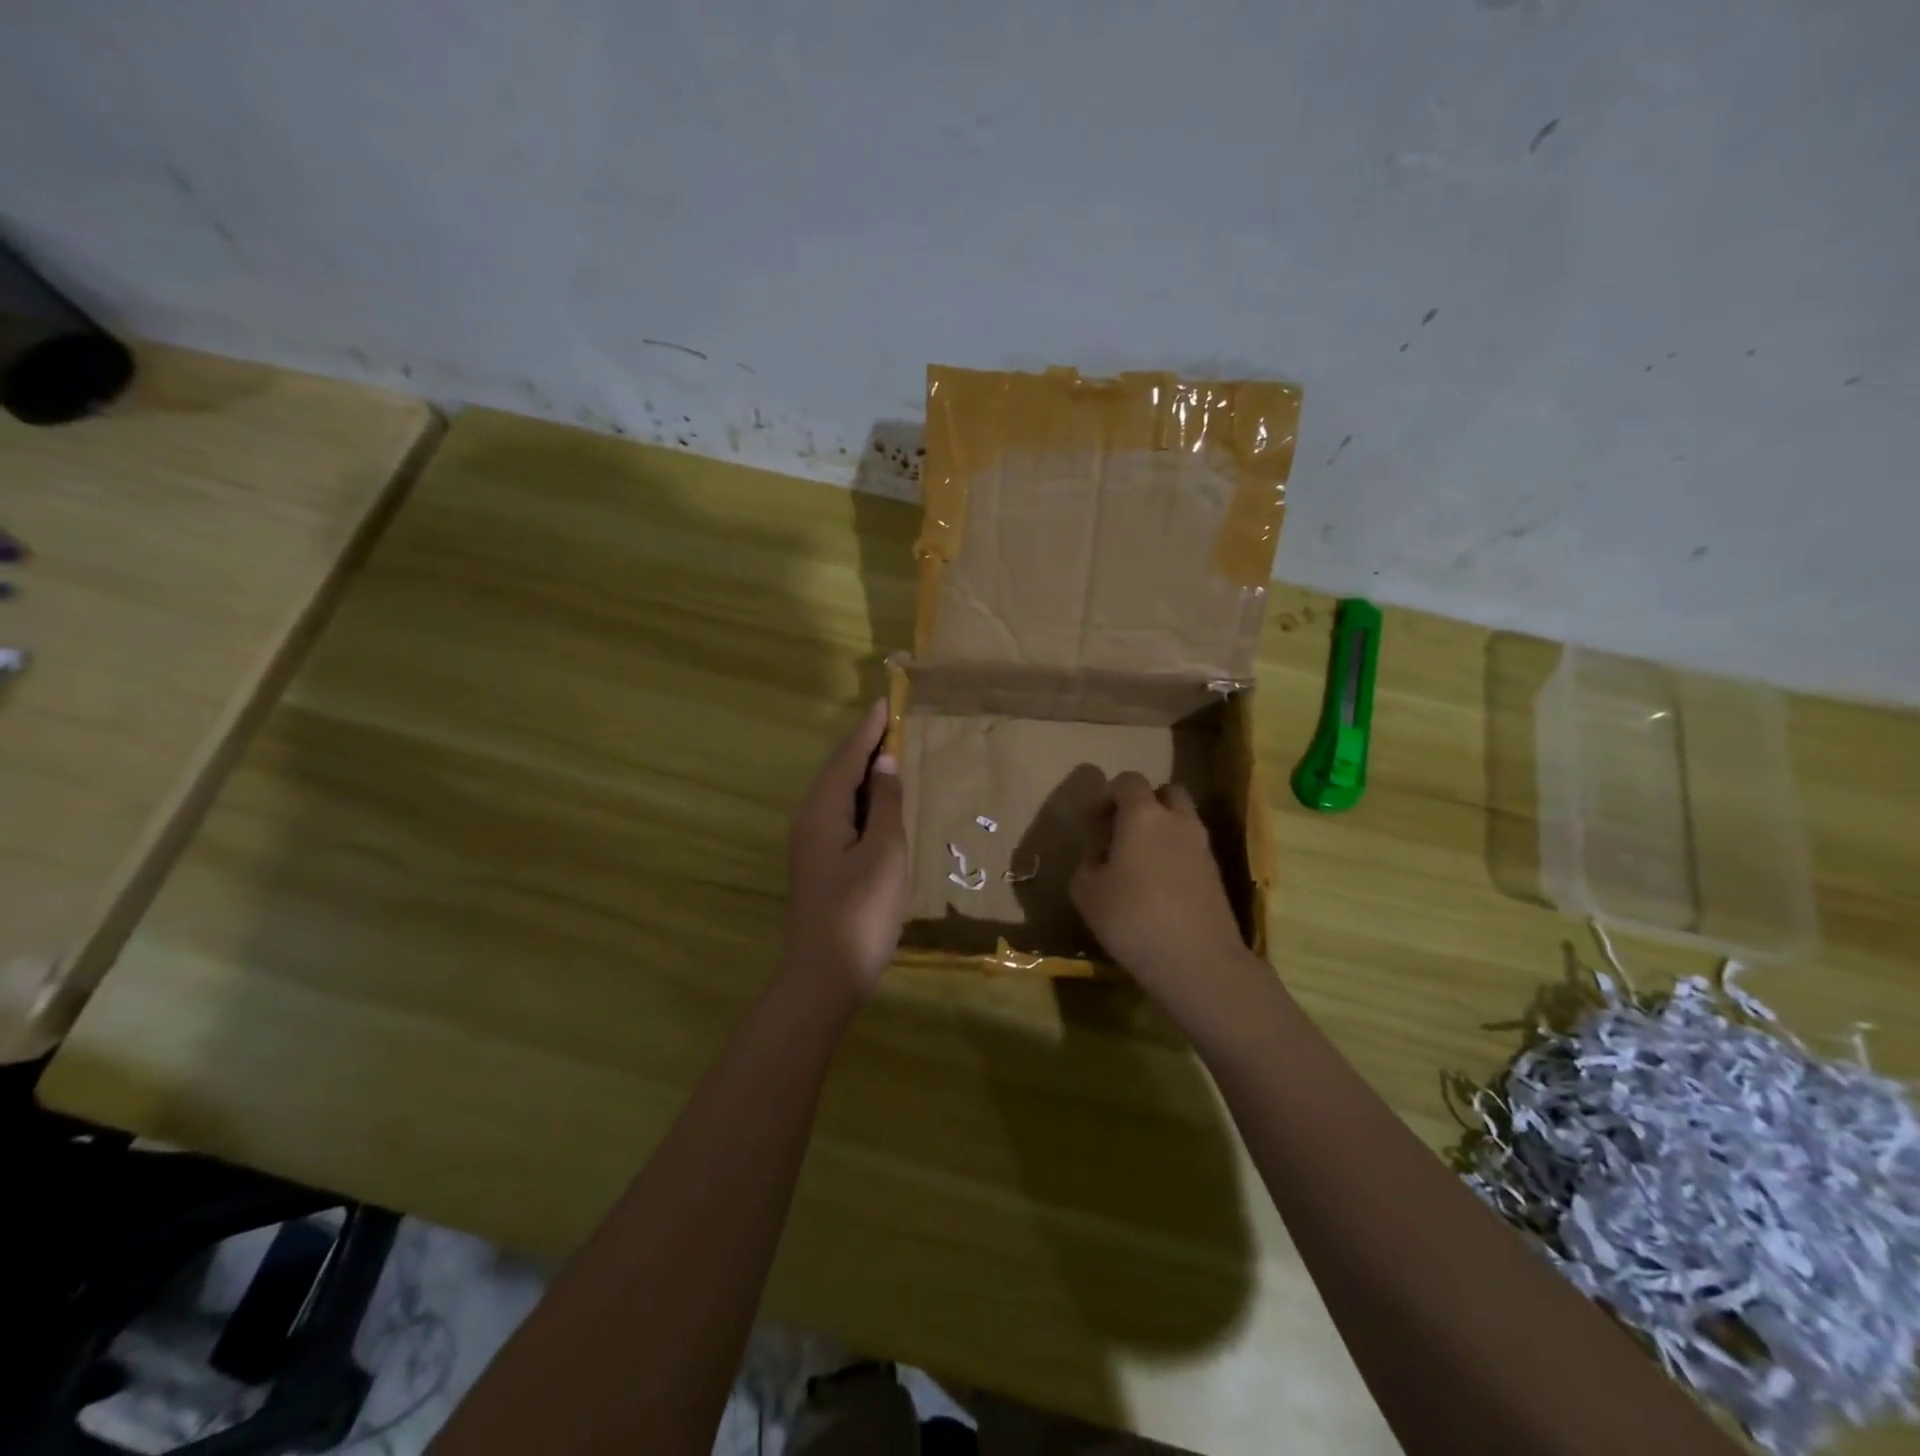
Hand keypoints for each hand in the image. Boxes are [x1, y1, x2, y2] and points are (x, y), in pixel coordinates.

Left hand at [781, 699, 908, 1003]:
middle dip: (864, 746)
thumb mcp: (884, 854)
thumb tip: (886, 763)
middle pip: (838, 771)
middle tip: (893, 723)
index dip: (869, 730)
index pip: (847, 757)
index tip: (886, 703)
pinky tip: (879, 804)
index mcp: (823, 812)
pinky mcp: (819, 864)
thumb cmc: (860, 914)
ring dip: (863, 772)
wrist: (822, 978)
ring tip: (890, 754)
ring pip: (838, 794)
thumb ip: (886, 805)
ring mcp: (811, 845)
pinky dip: (862, 799)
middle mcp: (810, 820)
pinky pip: (840, 815)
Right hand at [1071, 772, 1251, 1005]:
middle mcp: (1178, 821)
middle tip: (1122, 831)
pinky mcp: (1216, 875)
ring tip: (1139, 862)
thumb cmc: (1132, 918)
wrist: (1198, 961)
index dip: (1107, 794)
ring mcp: (1202, 847)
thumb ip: (1087, 866)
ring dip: (1162, 829)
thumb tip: (1100, 859)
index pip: (1128, 781)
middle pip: (1166, 792)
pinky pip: (1191, 850)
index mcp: (1143, 815)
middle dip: (1144, 803)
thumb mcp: (1086, 893)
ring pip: (1183, 821)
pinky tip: (1159, 887)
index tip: (1093, 820)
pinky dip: (1175, 855)